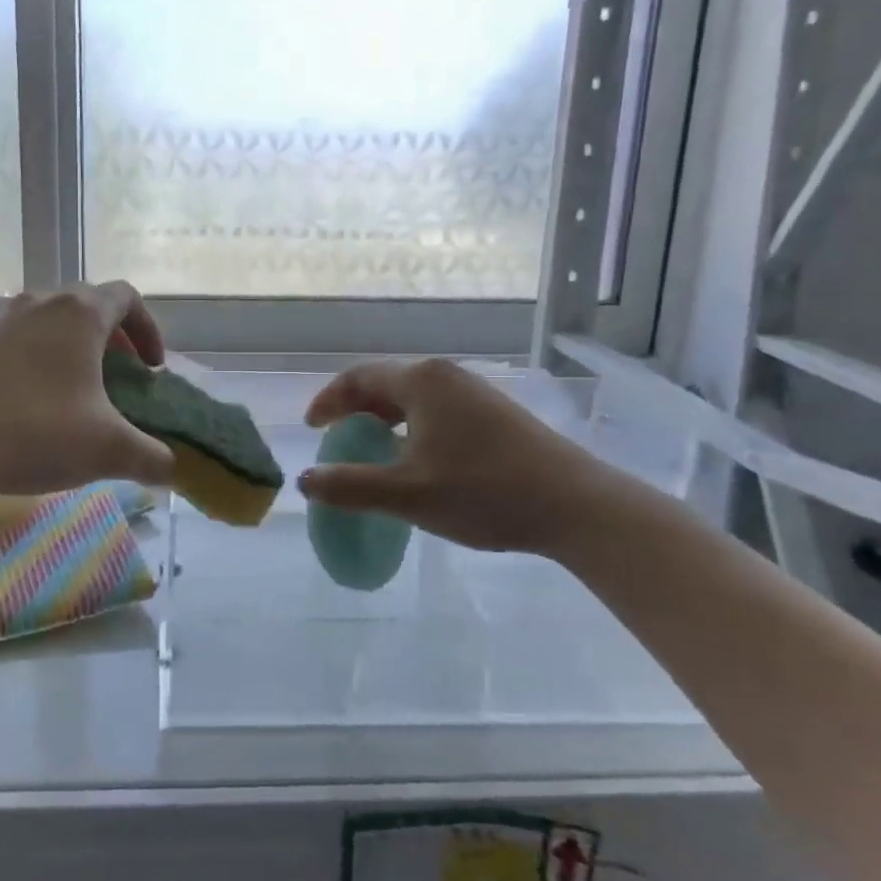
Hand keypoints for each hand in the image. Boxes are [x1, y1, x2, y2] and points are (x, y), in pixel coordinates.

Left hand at [0, 282, 174, 499]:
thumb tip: (173, 470)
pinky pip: (16, 344)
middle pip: (88, 307)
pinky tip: (27, 410)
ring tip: (74, 398)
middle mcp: (40, 304)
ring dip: (72, 353)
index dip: (149, 329)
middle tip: (119, 383)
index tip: (152, 369)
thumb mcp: (106, 450)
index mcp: (80, 313)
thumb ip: (151, 459)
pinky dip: (36, 365)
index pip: (127, 297)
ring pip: (49, 325)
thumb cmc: (32, 430)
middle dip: (113, 342)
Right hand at [298, 358, 616, 556]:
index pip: (358, 378)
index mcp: (421, 381)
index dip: (328, 400)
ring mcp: (475, 392)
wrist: (575, 505)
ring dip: (384, 419)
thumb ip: (350, 486)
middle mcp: (446, 375)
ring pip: (413, 397)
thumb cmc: (483, 492)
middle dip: (354, 409)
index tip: (312, 428)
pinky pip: (437, 410)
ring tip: (372, 449)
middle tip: (336, 438)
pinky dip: (412, 427)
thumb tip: (305, 479)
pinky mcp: (496, 413)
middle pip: (385, 382)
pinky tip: (418, 459)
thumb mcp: (407, 494)